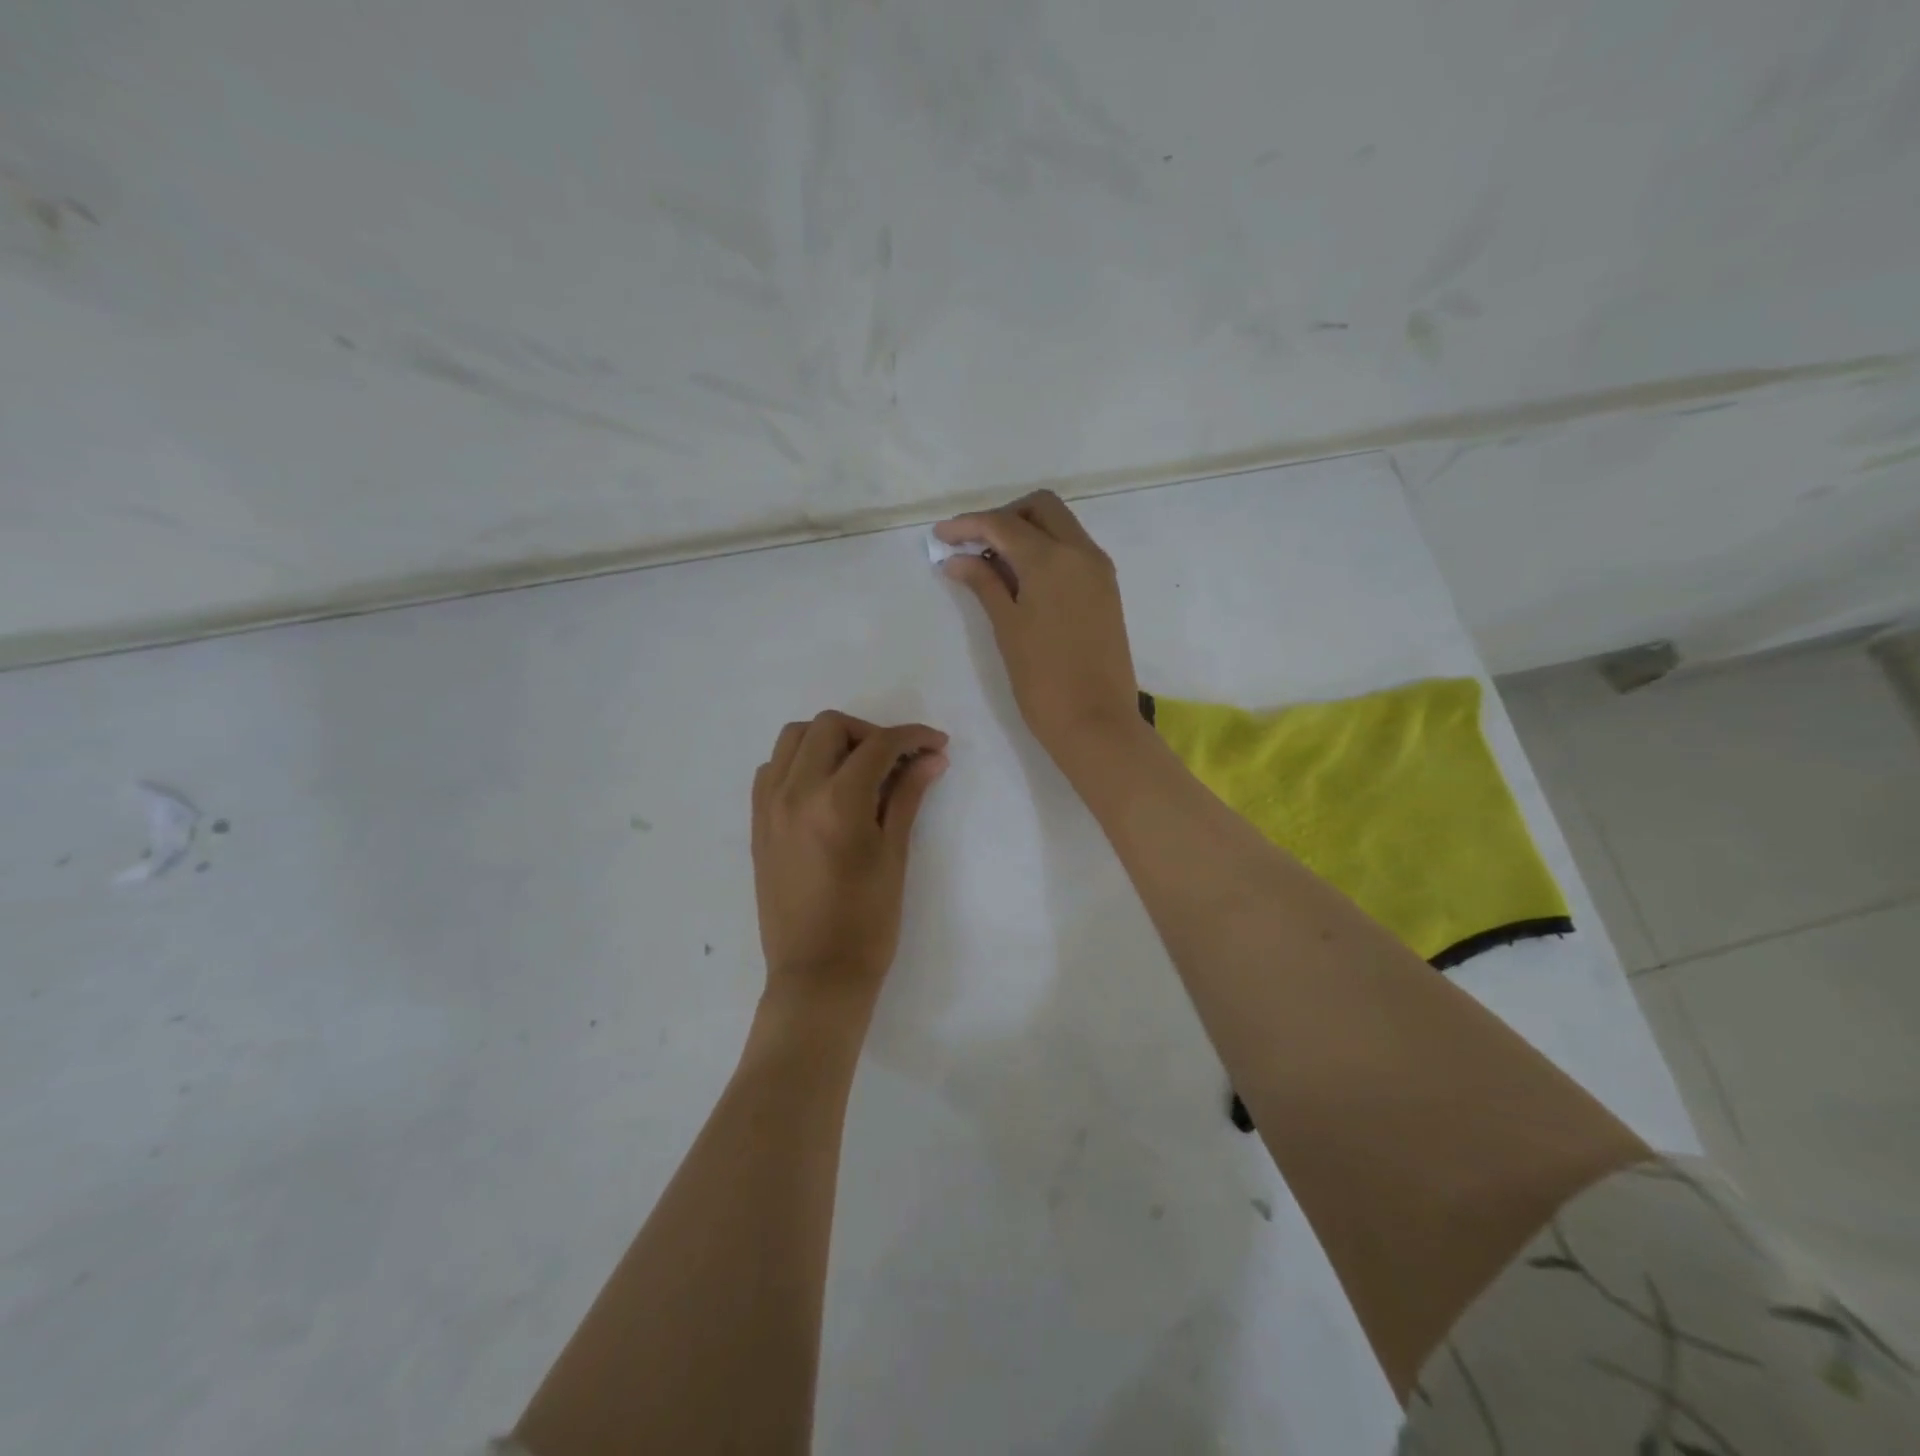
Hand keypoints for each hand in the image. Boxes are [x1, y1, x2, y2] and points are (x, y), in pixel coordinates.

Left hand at [751, 711, 947, 1020]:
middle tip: (896, 760)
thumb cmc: (867, 922)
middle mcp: (796, 792)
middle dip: (870, 733)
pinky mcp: (758, 824)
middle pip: (830, 726)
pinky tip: (824, 787)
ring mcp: (769, 806)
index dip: (912, 736)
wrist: (816, 975)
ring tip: (858, 768)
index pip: (878, 745)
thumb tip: (932, 758)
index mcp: (837, 802)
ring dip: (830, 740)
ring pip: (793, 738)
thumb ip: (908, 797)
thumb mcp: (894, 855)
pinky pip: (773, 769)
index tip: (936, 744)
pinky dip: (800, 762)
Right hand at [936, 491, 1142, 763]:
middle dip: (1004, 516)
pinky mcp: (1106, 590)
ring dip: (1027, 531)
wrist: (1096, 722)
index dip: (968, 525)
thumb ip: (984, 584)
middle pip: (1041, 508)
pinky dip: (1047, 551)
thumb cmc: (1043, 680)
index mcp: (1053, 559)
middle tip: (975, 544)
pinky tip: (1023, 579)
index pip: (1004, 524)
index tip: (940, 536)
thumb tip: (957, 558)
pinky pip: (1074, 551)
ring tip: (994, 564)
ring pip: (1061, 526)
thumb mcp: (1008, 628)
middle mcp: (1082, 552)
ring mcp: (1099, 570)